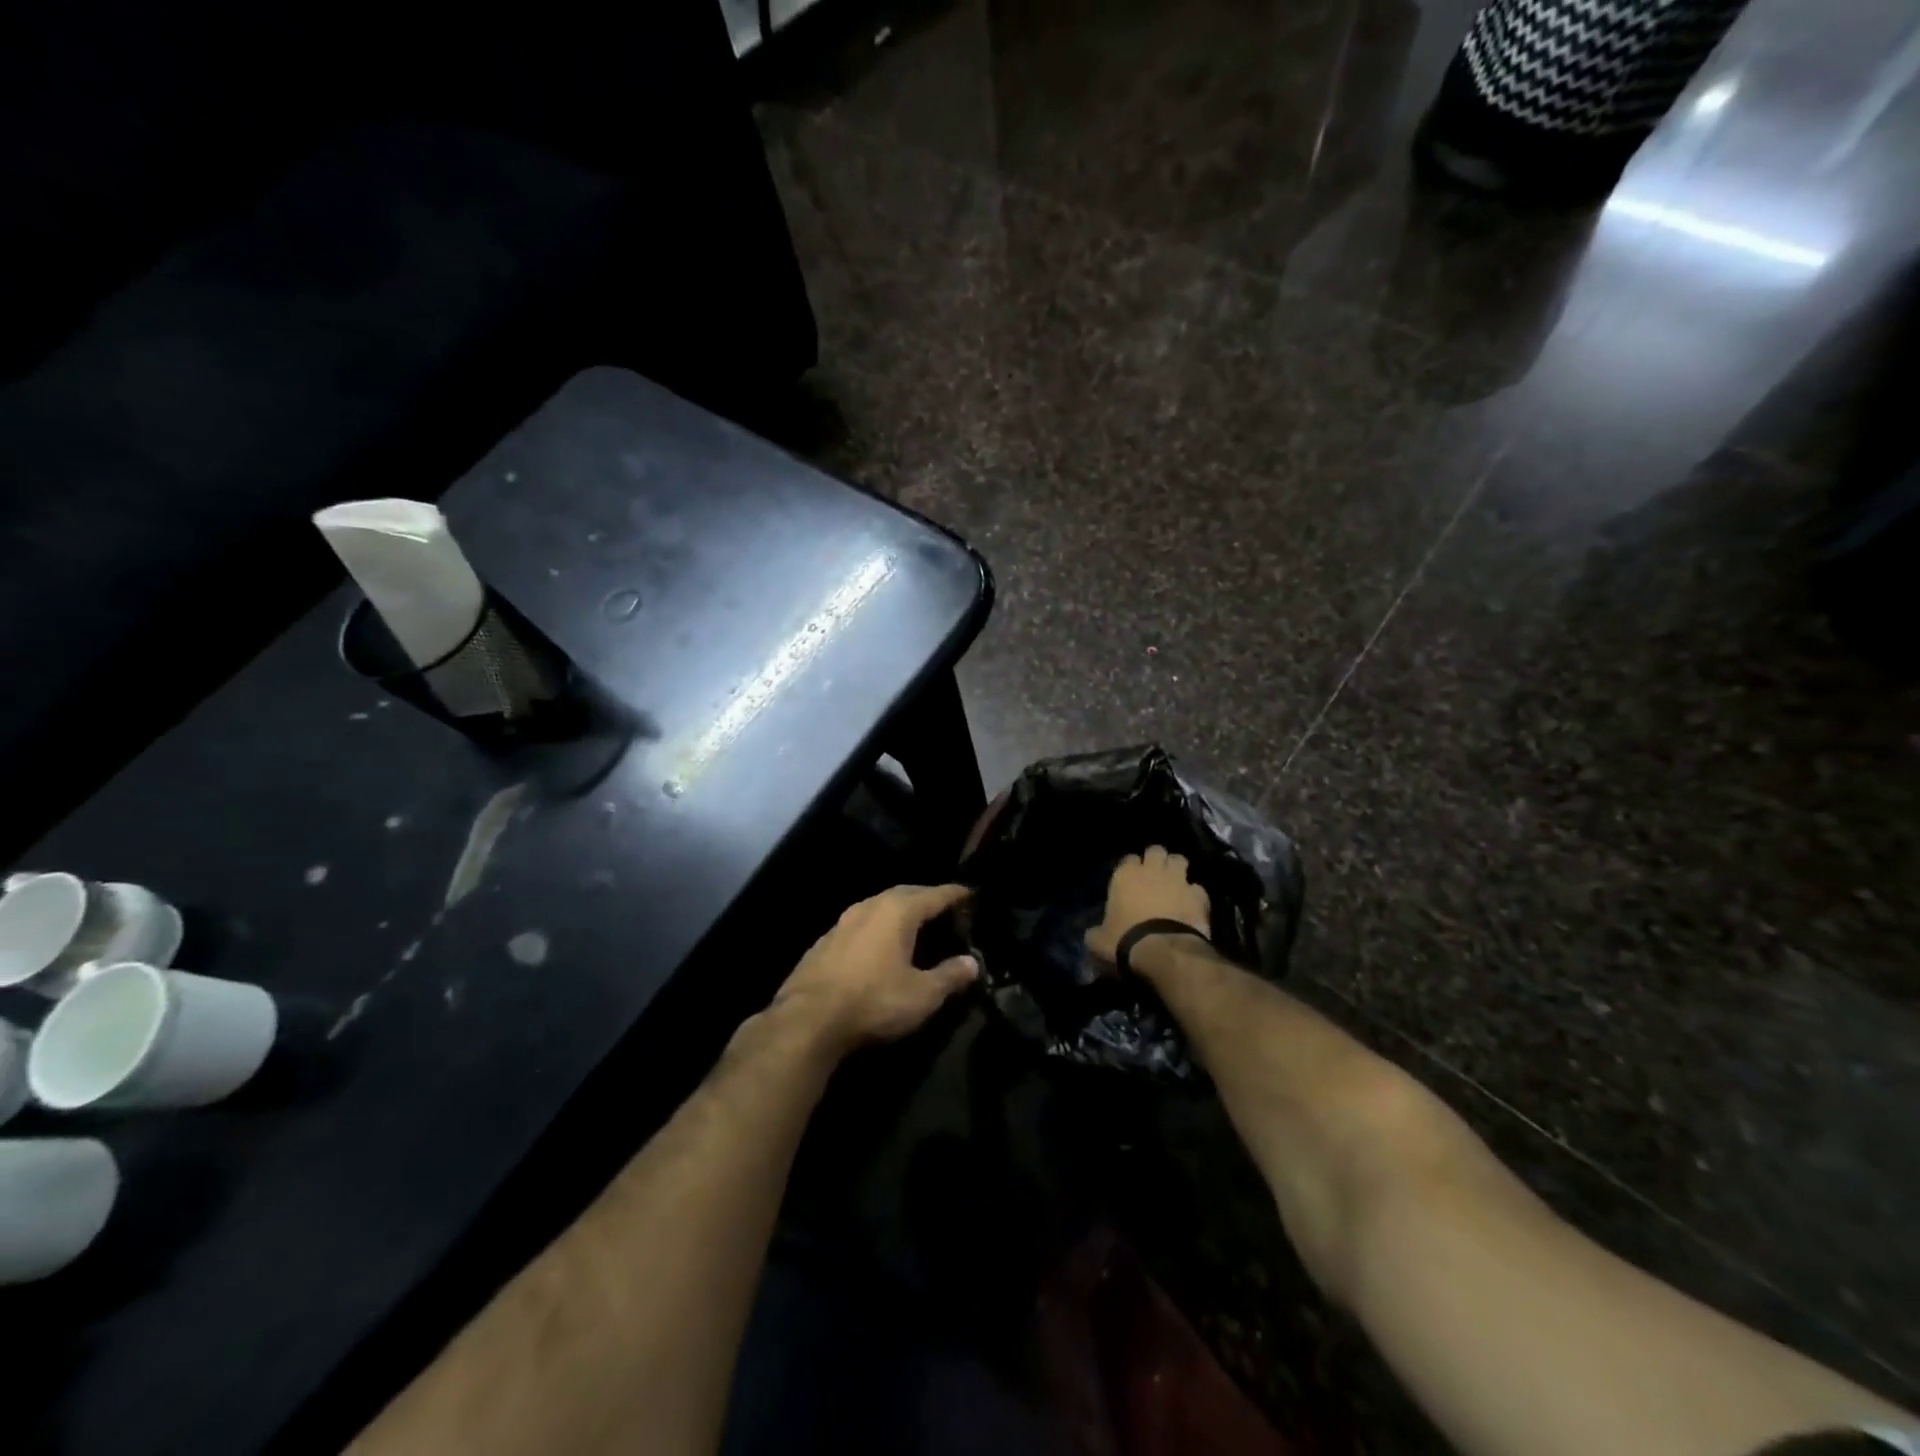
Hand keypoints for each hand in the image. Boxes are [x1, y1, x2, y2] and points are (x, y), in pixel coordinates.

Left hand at [772, 884, 978, 1053]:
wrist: (808, 1020)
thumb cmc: (874, 1001)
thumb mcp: (922, 994)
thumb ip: (950, 976)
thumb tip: (972, 963)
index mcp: (898, 911)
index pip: (935, 894)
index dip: (955, 894)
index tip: (970, 894)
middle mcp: (870, 906)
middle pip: (905, 893)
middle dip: (926, 898)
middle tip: (944, 908)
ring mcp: (842, 922)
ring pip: (879, 906)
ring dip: (899, 911)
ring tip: (914, 924)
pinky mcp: (824, 942)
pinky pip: (860, 924)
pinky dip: (877, 928)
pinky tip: (879, 946)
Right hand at [1085, 846, 1210, 962]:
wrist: (1164, 952)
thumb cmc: (1124, 941)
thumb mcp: (1098, 941)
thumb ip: (1096, 932)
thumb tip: (1094, 934)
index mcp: (1125, 875)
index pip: (1127, 859)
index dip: (1130, 869)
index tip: (1129, 880)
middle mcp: (1152, 870)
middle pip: (1156, 850)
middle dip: (1156, 860)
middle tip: (1154, 875)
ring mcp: (1178, 880)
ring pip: (1180, 860)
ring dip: (1177, 869)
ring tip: (1175, 883)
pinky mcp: (1199, 896)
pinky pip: (1197, 888)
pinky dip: (1194, 895)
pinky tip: (1192, 906)